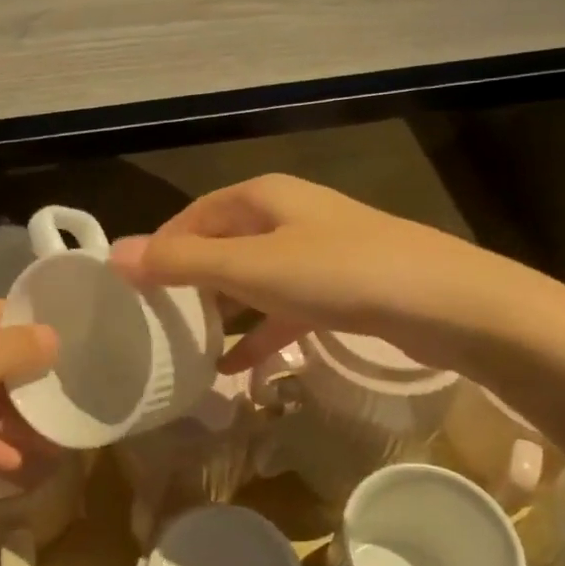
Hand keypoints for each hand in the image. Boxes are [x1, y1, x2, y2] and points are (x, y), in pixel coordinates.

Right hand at [109, 173, 534, 374]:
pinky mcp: (342, 290)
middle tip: (158, 320)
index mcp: (264, 197)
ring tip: (190, 347)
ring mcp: (318, 254)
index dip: (162, 245)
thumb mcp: (252, 268)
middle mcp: (289, 216)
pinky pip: (285, 309)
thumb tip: (113, 256)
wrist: (450, 305)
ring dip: (224, 311)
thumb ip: (182, 263)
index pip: (195, 214)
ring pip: (254, 279)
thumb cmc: (341, 274)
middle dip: (191, 280)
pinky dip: (260, 334)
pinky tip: (239, 369)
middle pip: (224, 244)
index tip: (134, 285)